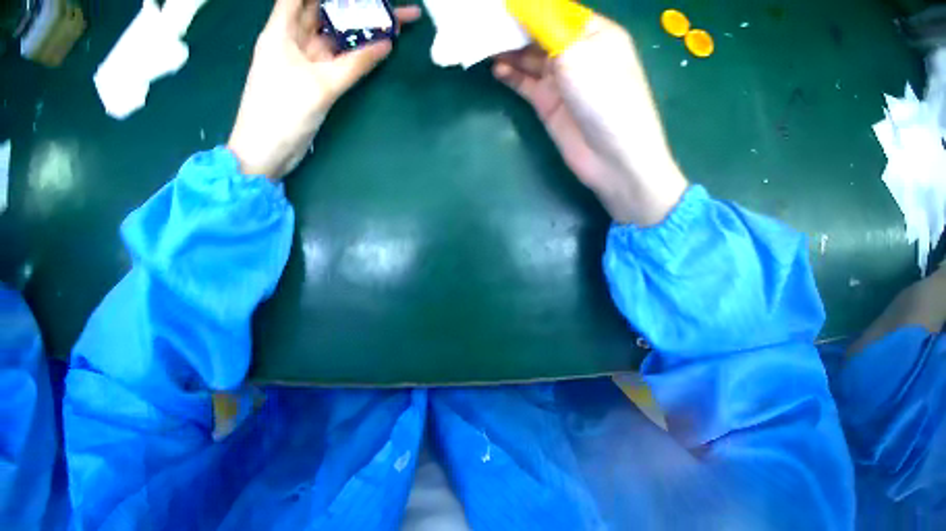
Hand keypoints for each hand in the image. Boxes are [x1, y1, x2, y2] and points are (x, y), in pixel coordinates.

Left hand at [228, 0, 421, 179]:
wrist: (262, 158)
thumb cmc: (279, 116)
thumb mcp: (320, 87)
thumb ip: (357, 63)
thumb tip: (387, 44)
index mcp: (282, 32)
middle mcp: (292, 38)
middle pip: (323, 7)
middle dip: (353, 1)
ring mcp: (302, 56)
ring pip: (335, 29)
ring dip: (362, 21)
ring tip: (399, 14)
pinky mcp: (311, 73)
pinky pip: (338, 51)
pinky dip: (358, 46)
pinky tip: (384, 39)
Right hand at [493, 15, 686, 225]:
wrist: (617, 161)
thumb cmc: (605, 96)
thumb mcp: (577, 51)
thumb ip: (544, 23)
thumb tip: (519, 2)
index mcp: (595, 32)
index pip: (555, 9)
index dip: (527, 5)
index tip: (496, 3)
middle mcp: (579, 50)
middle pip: (538, 29)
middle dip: (511, 24)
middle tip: (479, 19)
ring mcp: (563, 76)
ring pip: (527, 54)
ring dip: (505, 47)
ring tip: (477, 39)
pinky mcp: (549, 100)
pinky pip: (523, 80)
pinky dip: (509, 72)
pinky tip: (496, 68)